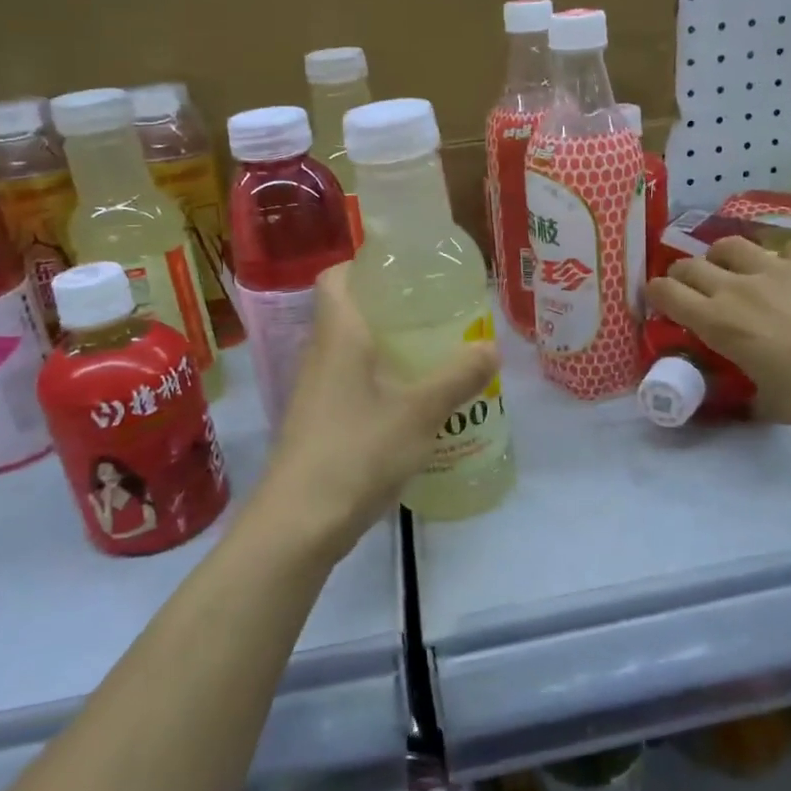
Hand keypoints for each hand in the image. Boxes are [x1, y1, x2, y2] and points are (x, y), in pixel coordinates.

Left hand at [258, 263, 498, 555]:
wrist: (299, 524)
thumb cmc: (357, 452)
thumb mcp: (419, 413)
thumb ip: (458, 378)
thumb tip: (491, 347)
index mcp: (338, 337)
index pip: (336, 278)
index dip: (364, 266)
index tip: (405, 271)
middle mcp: (320, 357)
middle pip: (348, 314)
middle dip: (389, 309)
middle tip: (435, 313)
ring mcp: (316, 393)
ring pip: (351, 353)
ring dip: (386, 349)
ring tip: (432, 354)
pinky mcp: (318, 425)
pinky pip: (351, 386)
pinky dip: (379, 383)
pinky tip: (411, 404)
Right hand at [646, 236, 790, 437]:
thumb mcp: (767, 402)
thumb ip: (745, 391)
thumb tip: (743, 397)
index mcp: (719, 322)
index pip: (667, 293)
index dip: (655, 293)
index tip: (657, 298)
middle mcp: (739, 286)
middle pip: (690, 264)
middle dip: (682, 274)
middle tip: (690, 287)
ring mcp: (778, 266)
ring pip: (731, 245)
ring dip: (723, 258)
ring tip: (734, 269)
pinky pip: (785, 249)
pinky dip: (780, 260)